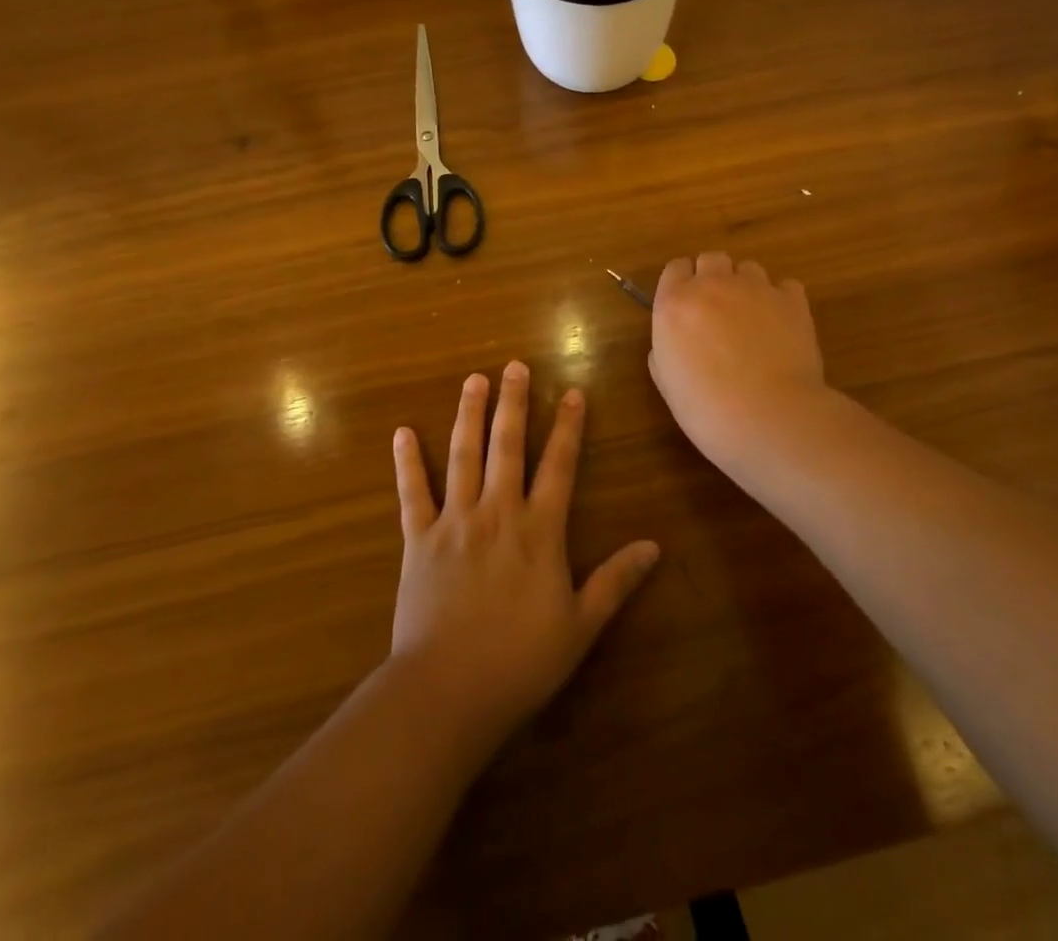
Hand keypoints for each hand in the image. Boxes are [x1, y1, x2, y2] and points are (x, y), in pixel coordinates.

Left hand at [388, 362, 659, 752]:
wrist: (448, 691)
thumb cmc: (521, 661)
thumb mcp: (580, 625)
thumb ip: (616, 581)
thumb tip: (655, 547)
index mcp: (539, 529)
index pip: (559, 465)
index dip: (568, 427)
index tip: (572, 392)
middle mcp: (498, 512)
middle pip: (507, 446)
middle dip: (513, 403)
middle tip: (514, 366)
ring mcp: (454, 521)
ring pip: (463, 456)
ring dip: (469, 416)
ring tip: (473, 381)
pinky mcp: (418, 540)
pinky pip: (411, 493)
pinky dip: (407, 463)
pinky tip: (402, 433)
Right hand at [649, 252, 829, 470]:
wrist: (768, 417)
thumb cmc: (707, 409)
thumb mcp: (667, 383)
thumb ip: (665, 349)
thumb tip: (677, 341)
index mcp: (675, 303)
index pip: (675, 268)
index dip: (681, 284)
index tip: (685, 306)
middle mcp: (713, 285)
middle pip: (712, 259)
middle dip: (713, 277)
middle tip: (717, 311)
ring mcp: (756, 289)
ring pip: (749, 268)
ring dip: (746, 286)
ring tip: (753, 319)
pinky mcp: (792, 301)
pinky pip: (785, 286)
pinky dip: (781, 299)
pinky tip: (781, 325)